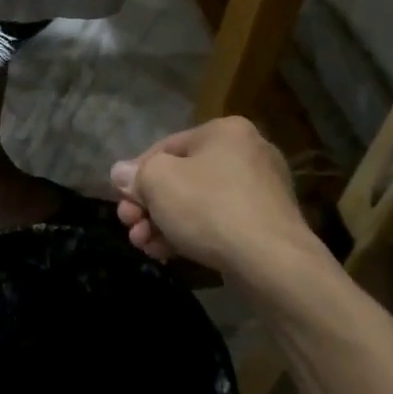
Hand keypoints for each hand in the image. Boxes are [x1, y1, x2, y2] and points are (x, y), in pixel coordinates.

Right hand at [110, 116, 334, 297]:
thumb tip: (121, 174)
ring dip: (165, 223)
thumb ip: (135, 175)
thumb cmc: (209, 207)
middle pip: (182, 177)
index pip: (166, 147)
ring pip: (198, 203)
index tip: (121, 201)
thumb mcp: (158, 182)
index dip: (136, 175)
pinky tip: (166, 253)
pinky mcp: (268, 225)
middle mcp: (248, 153)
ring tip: (143, 245)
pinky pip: (219, 223)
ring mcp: (262, 191)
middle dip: (149, 204)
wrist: (272, 262)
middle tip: (129, 226)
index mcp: (225, 131)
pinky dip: (191, 234)